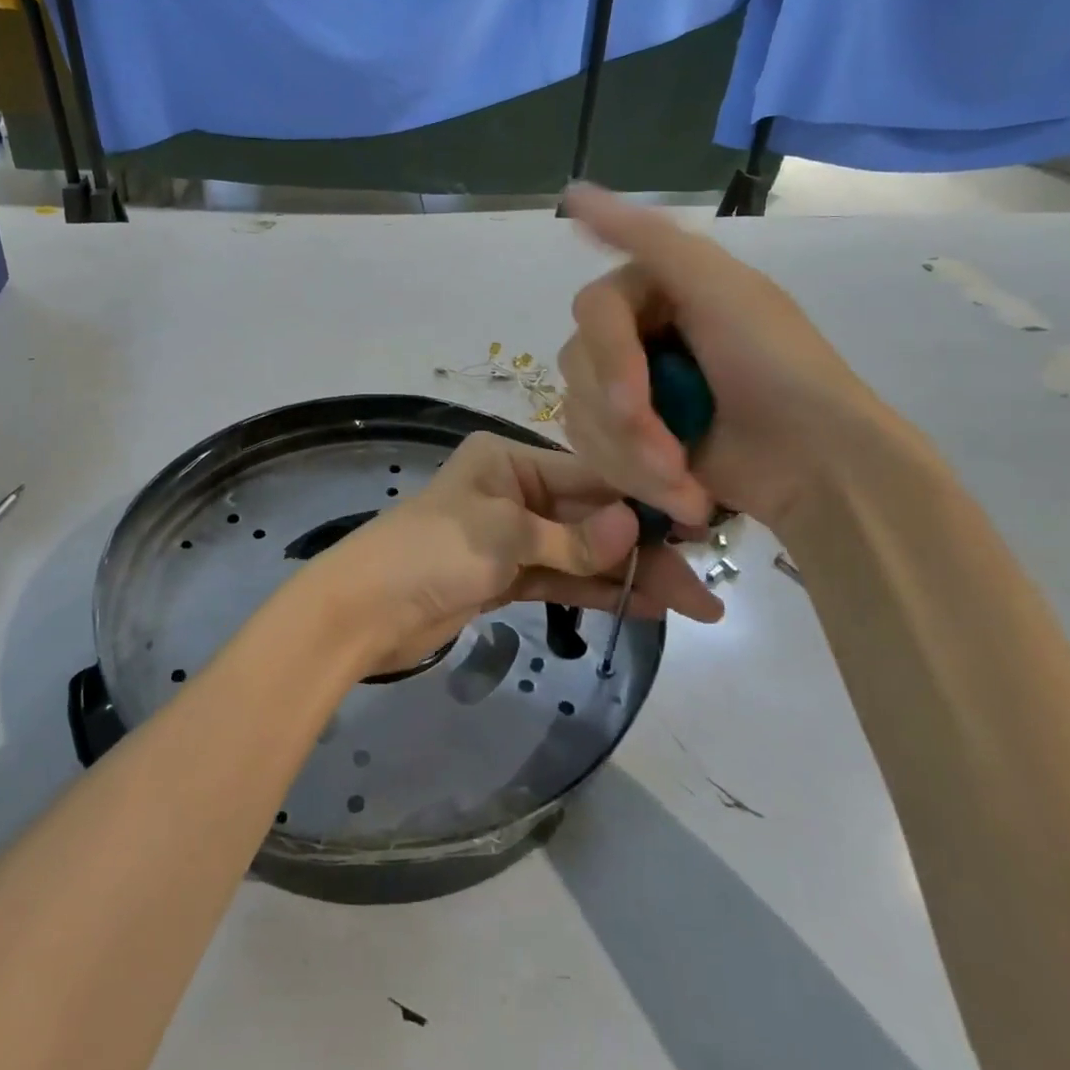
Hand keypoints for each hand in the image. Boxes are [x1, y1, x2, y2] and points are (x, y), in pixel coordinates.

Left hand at [313, 432, 723, 674]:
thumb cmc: (430, 552)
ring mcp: (511, 536)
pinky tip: (646, 604)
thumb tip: (635, 526)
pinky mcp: (506, 577)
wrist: (364, 610)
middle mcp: (513, 489)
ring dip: (630, 574)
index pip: (589, 475)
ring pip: (582, 552)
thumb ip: (571, 539)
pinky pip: (563, 579)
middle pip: (591, 517)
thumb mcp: (502, 535)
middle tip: (705, 583)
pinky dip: (598, 590)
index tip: (697, 525)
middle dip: (645, 548)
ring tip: (694, 602)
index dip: (642, 501)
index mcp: (507, 459)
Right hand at [558, 184, 900, 531]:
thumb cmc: (779, 370)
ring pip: (580, 414)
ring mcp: (632, 391)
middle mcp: (637, 334)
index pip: (592, 311)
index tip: (636, 402)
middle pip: (578, 367)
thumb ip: (648, 239)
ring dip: (630, 456)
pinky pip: (592, 449)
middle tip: (672, 455)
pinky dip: (632, 477)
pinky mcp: (630, 440)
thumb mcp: (722, 290)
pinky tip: (682, 492)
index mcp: (657, 290)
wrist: (822, 467)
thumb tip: (572, 191)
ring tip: (684, 483)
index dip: (609, 359)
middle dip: (625, 421)